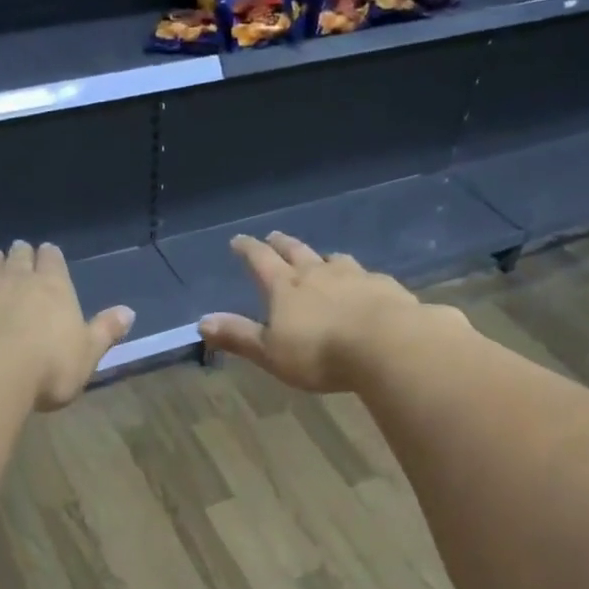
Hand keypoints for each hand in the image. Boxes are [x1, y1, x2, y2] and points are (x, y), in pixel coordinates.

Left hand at [0, 241, 134, 410]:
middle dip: (21, 253)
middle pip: (18, 257)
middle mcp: (17, 279)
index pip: (53, 260)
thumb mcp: (87, 355)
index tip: (48, 252)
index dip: (51, 256)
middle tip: (19, 251)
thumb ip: (105, 332)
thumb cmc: (47, 367)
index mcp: (54, 288)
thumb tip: (129, 312)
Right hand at [197, 232, 424, 392]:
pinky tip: (364, 284)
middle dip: (281, 244)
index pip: (260, 261)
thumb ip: (238, 336)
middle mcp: (318, 273)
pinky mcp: (384, 287)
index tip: (238, 239)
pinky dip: (358, 277)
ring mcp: (354, 276)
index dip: (248, 250)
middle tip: (274, 236)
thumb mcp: (270, 352)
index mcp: (285, 287)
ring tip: (321, 258)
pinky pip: (366, 276)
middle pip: (296, 252)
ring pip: (333, 260)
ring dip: (322, 257)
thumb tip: (202, 322)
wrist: (386, 344)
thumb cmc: (319, 352)